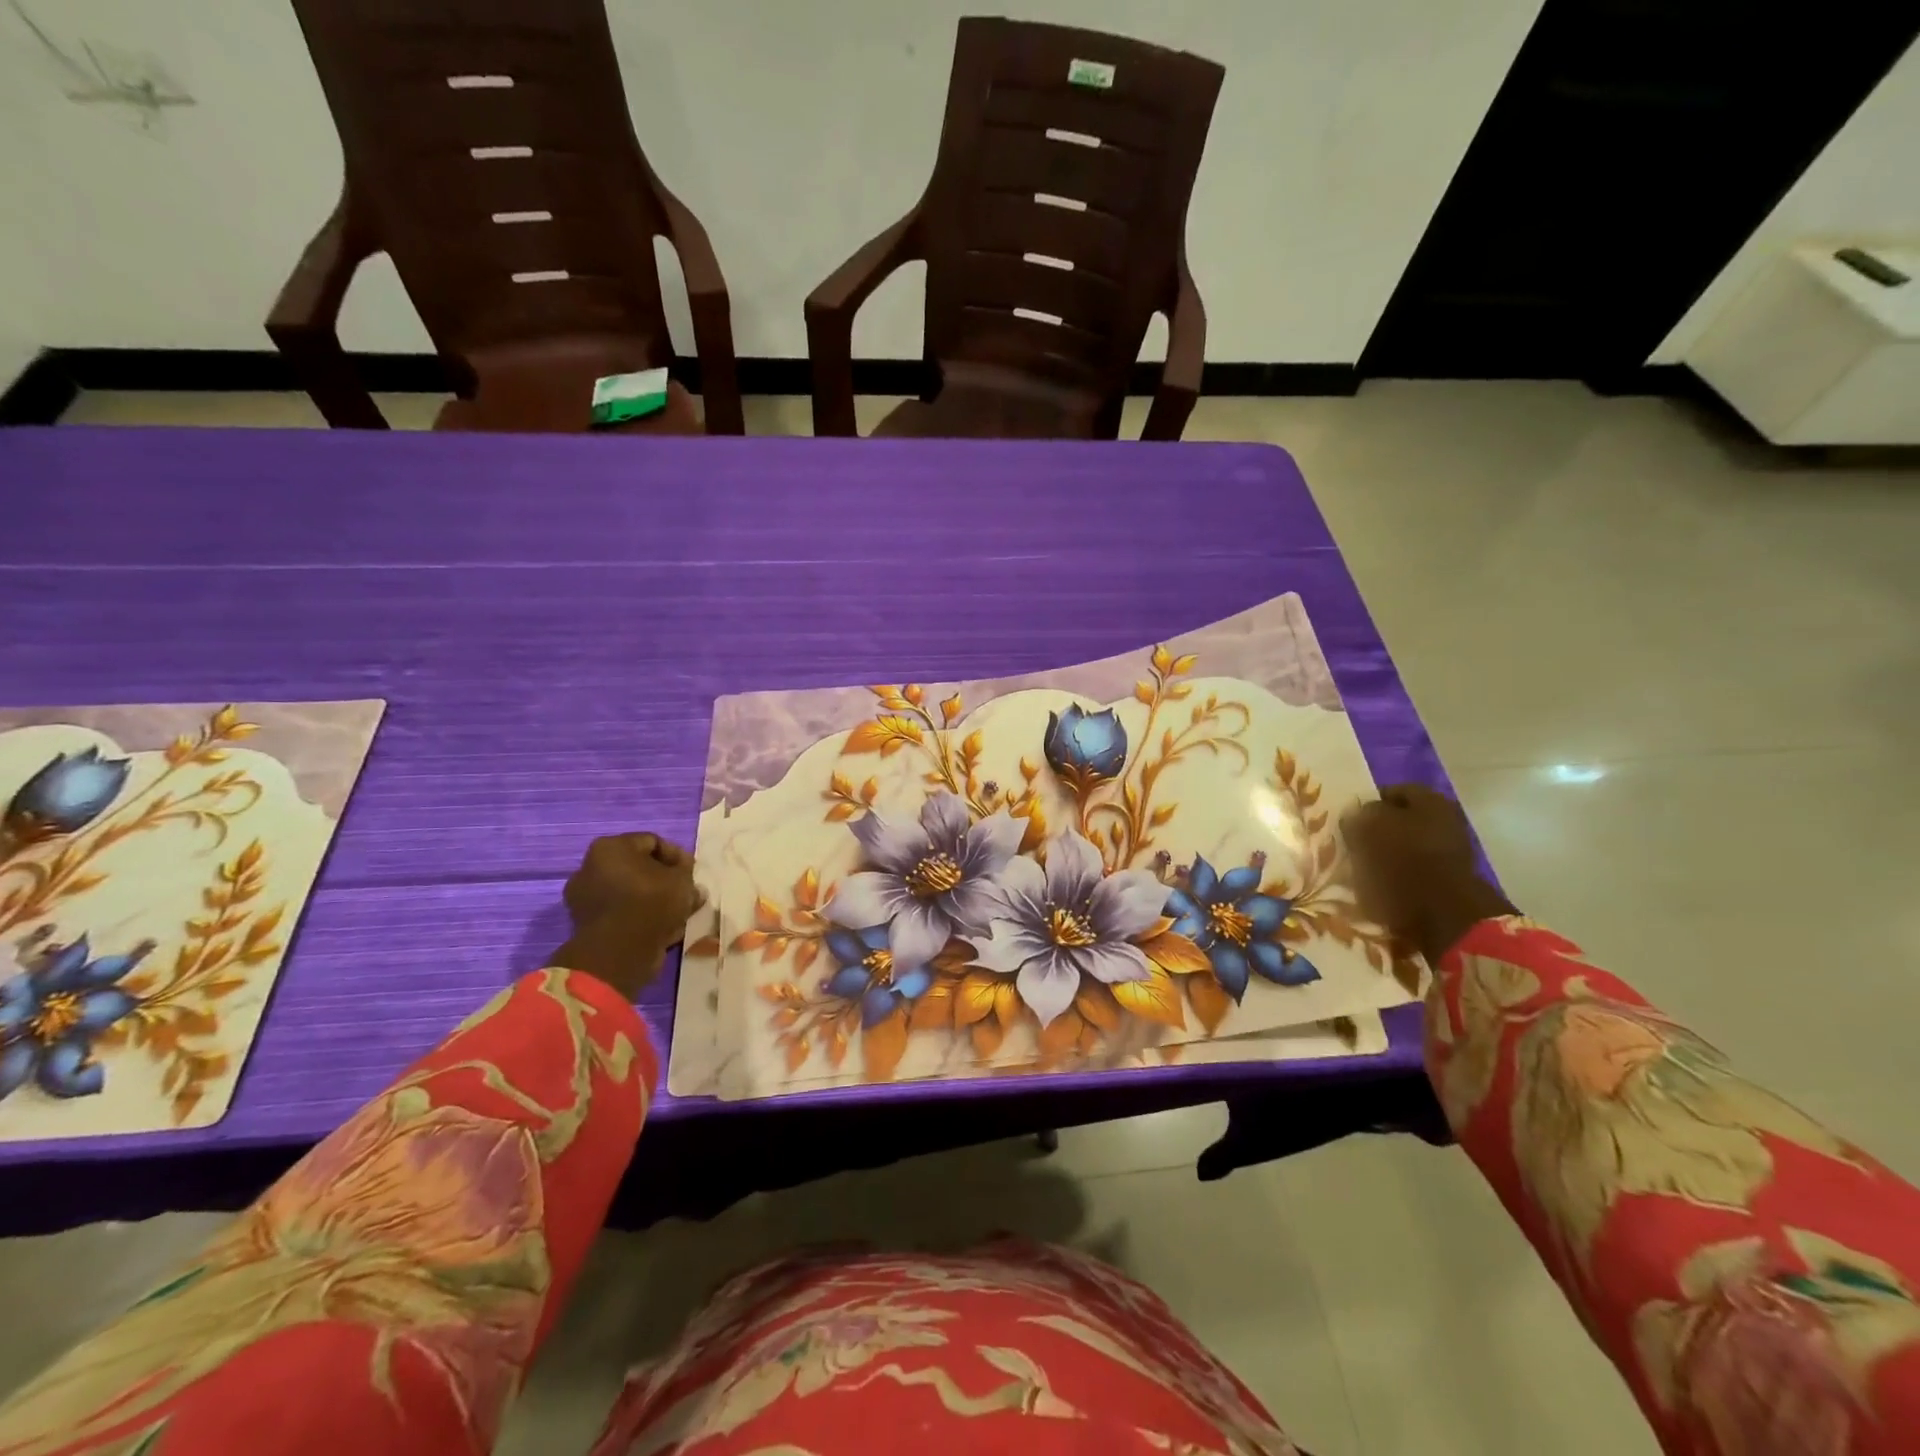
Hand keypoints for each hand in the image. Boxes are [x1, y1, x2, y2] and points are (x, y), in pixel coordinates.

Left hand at [552, 833, 700, 1000]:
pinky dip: (640, 918)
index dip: (678, 856)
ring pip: (631, 893)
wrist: (618, 952)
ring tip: (677, 915)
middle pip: (638, 868)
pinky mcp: (587, 925)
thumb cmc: (651, 903)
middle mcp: (590, 868)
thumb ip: (688, 878)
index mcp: (610, 847)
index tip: (693, 873)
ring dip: (654, 901)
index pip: (653, 842)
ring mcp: (585, 898)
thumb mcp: (682, 882)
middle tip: (685, 893)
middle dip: (664, 880)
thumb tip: (692, 888)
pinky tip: (662, 930)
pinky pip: (622, 914)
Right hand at [1341, 785, 1514, 967]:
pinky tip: (1379, 884)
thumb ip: (1359, 816)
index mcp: (1430, 801)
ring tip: (1361, 867)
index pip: (1391, 792)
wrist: (1442, 915)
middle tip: (1353, 844)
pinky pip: (1413, 870)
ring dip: (1384, 855)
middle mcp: (1446, 820)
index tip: (1349, 820)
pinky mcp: (1448, 881)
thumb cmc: (1403, 862)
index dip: (1367, 804)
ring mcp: (1451, 852)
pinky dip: (1396, 875)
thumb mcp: (1368, 829)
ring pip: (1406, 846)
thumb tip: (1356, 816)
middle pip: (1402, 819)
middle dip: (1377, 830)